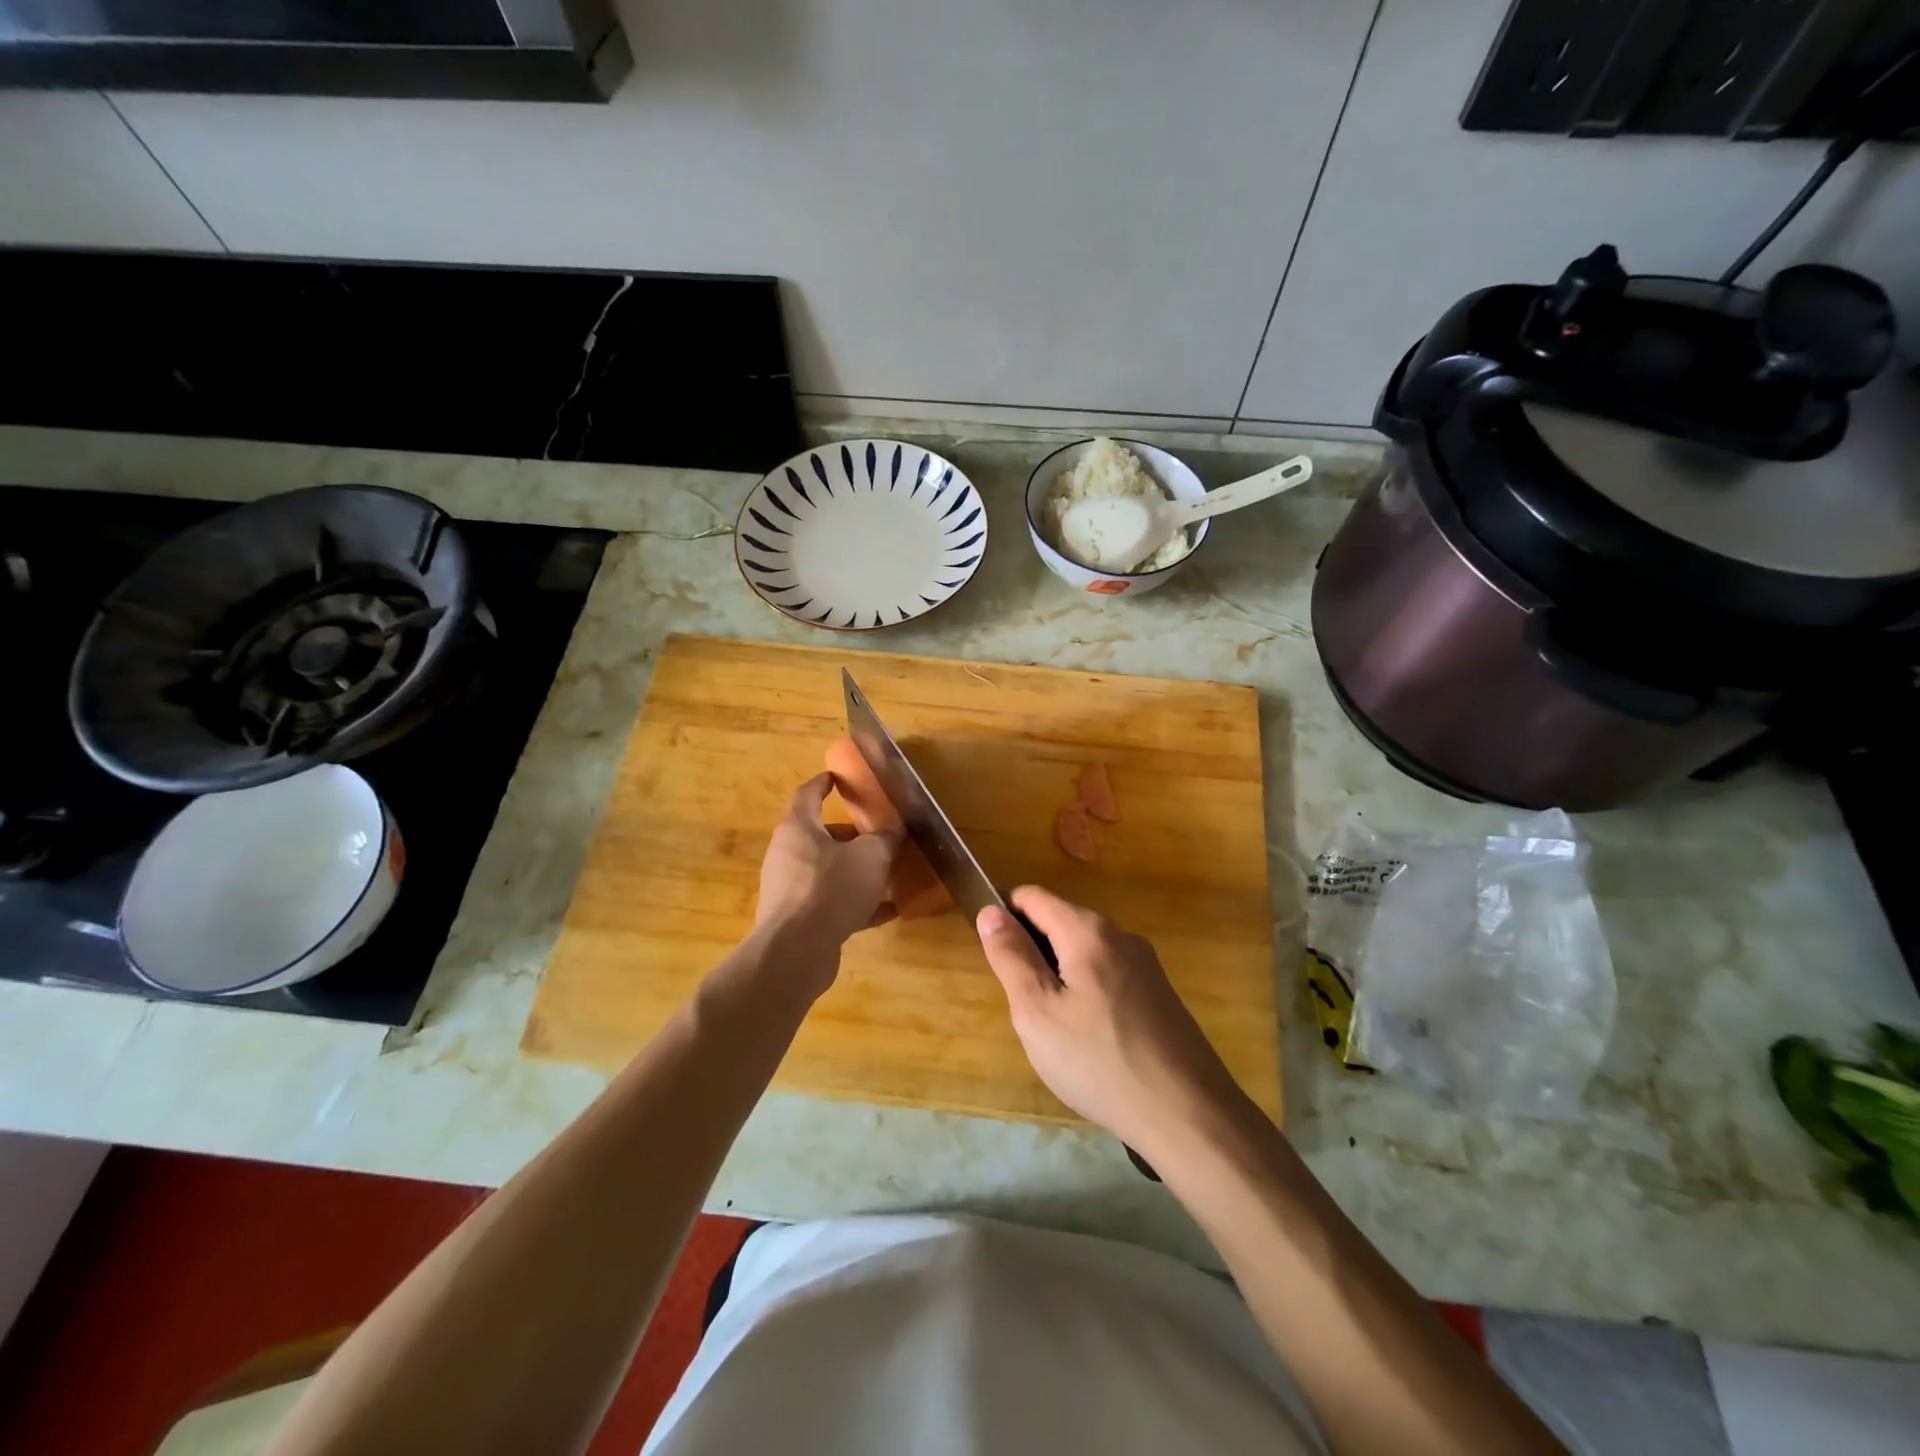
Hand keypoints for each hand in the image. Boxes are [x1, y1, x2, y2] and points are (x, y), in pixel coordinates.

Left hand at [754, 773, 900, 971]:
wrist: (797, 951)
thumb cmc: (832, 888)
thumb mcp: (870, 856)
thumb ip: (885, 840)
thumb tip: (893, 832)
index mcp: (798, 828)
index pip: (808, 794)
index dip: (824, 784)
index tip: (837, 778)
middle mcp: (787, 854)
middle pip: (818, 836)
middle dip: (849, 836)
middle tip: (876, 837)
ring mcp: (790, 890)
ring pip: (826, 872)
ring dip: (854, 872)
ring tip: (886, 876)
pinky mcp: (797, 921)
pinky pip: (830, 904)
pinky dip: (855, 904)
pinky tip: (886, 912)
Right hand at [976, 887, 1248, 1156]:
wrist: (1187, 1114)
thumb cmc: (1099, 1062)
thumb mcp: (1037, 1012)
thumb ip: (1011, 957)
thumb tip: (990, 911)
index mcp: (1087, 930)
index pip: (1032, 897)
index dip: (1004, 918)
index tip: (998, 962)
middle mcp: (1119, 934)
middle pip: (1059, 922)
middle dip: (1033, 953)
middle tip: (1027, 1008)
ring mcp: (1145, 963)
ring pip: (1083, 951)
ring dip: (1060, 976)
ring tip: (1058, 1031)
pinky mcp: (1159, 993)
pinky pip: (1108, 974)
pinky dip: (1087, 992)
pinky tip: (1091, 1041)